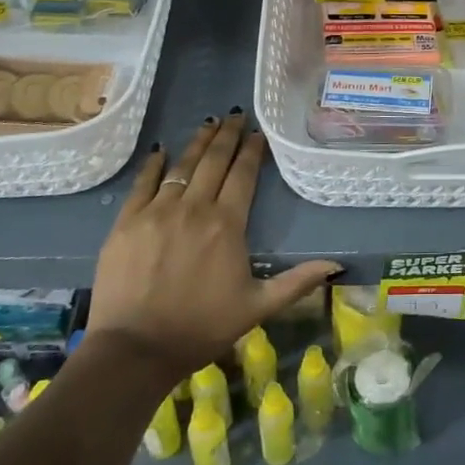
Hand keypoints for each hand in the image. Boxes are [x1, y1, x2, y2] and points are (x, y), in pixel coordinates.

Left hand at [85, 112, 340, 377]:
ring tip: (209, 124)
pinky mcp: (127, 223)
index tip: (258, 132)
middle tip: (236, 115)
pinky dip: (154, 165)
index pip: (243, 174)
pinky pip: (142, 184)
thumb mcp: (258, 307)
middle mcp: (194, 208)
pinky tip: (161, 151)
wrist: (135, 350)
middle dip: (227, 135)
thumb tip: (337, 265)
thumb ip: (297, 282)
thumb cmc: (202, 328)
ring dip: (198, 143)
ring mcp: (157, 212)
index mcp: (227, 224)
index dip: (252, 150)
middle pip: (214, 161)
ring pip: (181, 166)